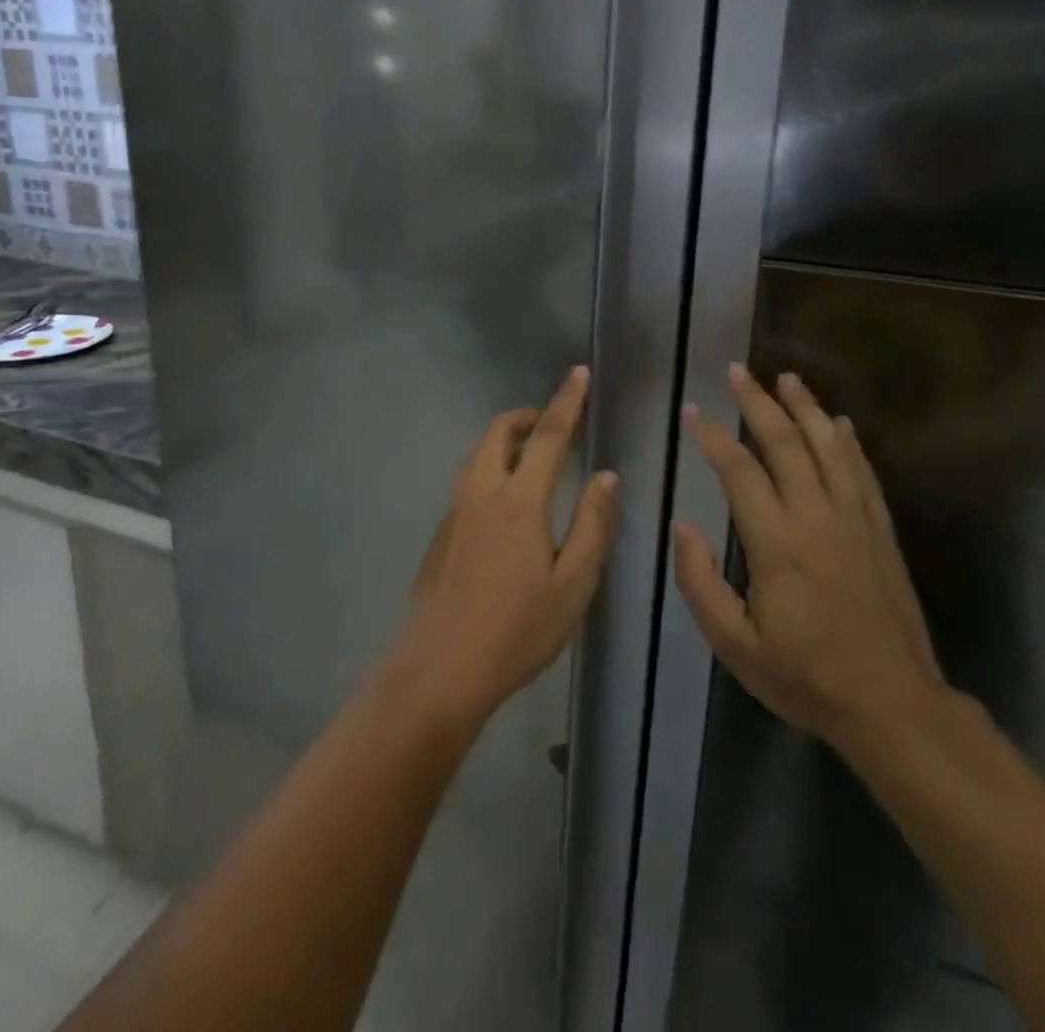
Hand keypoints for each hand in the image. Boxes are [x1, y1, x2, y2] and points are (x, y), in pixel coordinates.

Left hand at [387, 366, 618, 730]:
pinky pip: (467, 481)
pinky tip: (504, 505)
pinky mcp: (440, 534)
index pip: (547, 435)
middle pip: (498, 432)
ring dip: (503, 440)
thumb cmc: (516, 630)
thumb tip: (605, 475)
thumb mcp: (572, 584)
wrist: (439, 670)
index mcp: (519, 501)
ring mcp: (454, 512)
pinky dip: (490, 468)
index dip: (566, 402)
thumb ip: (592, 525)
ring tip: (530, 456)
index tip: (578, 374)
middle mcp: (481, 493)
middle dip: (526, 415)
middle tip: (552, 421)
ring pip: (477, 454)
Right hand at [674, 364, 946, 753]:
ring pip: (828, 447)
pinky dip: (848, 442)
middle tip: (737, 371)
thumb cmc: (805, 677)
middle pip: (786, 444)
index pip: (740, 472)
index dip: (713, 437)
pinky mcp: (880, 531)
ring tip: (786, 378)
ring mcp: (854, 520)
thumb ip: (701, 583)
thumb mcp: (735, 645)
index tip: (693, 411)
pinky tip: (839, 422)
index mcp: (777, 543)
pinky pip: (862, 472)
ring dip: (806, 407)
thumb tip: (683, 527)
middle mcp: (817, 517)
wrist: (892, 704)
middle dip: (757, 403)